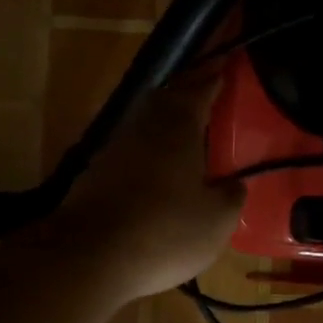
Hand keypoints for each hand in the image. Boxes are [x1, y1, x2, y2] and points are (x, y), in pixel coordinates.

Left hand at [43, 73, 245, 300]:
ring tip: (186, 128)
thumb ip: (232, 196)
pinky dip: (147, 147)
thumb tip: (235, 184)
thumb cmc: (164, 232)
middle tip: (206, 91)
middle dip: (187, 90)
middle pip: (167, 97)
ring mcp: (115, 148)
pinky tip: (157, 166)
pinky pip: (130, 147)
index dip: (215, 76)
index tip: (226, 65)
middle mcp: (145, 127)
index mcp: (179, 127)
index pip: (201, 89)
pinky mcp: (95, 173)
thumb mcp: (216, 220)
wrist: (87, 257)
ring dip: (165, 118)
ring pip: (145, 121)